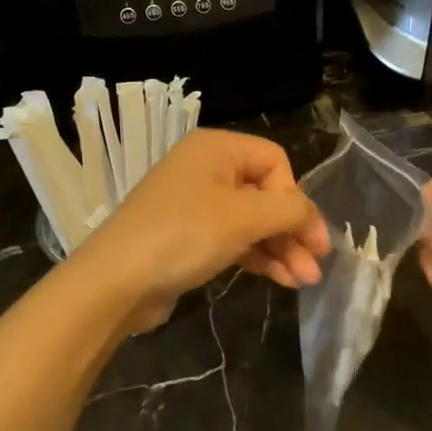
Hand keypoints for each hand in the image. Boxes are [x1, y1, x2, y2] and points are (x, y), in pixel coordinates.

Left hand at [69, 129, 329, 333]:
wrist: (116, 282)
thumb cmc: (183, 235)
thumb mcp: (244, 217)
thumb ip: (289, 210)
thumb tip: (313, 218)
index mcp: (217, 148)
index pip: (275, 161)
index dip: (295, 198)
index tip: (308, 236)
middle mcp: (206, 168)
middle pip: (266, 192)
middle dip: (292, 230)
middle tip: (315, 266)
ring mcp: (195, 203)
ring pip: (252, 220)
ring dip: (280, 247)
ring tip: (303, 280)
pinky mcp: (188, 235)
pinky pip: (233, 238)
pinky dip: (257, 255)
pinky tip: (280, 279)